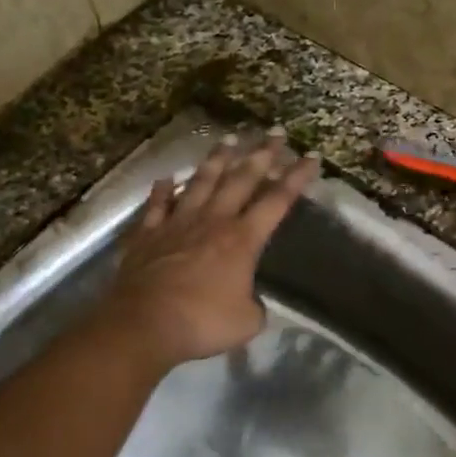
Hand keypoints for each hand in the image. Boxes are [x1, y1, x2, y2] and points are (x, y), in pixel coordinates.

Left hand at [105, 133, 320, 369]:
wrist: (144, 323)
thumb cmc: (202, 322)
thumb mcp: (246, 321)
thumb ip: (254, 306)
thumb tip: (250, 301)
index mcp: (243, 239)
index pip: (277, 201)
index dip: (297, 178)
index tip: (311, 156)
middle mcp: (213, 221)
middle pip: (241, 179)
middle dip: (262, 155)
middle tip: (275, 133)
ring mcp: (178, 223)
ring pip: (201, 182)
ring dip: (216, 160)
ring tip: (229, 139)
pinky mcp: (148, 234)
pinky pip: (157, 205)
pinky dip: (161, 191)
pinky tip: (165, 178)